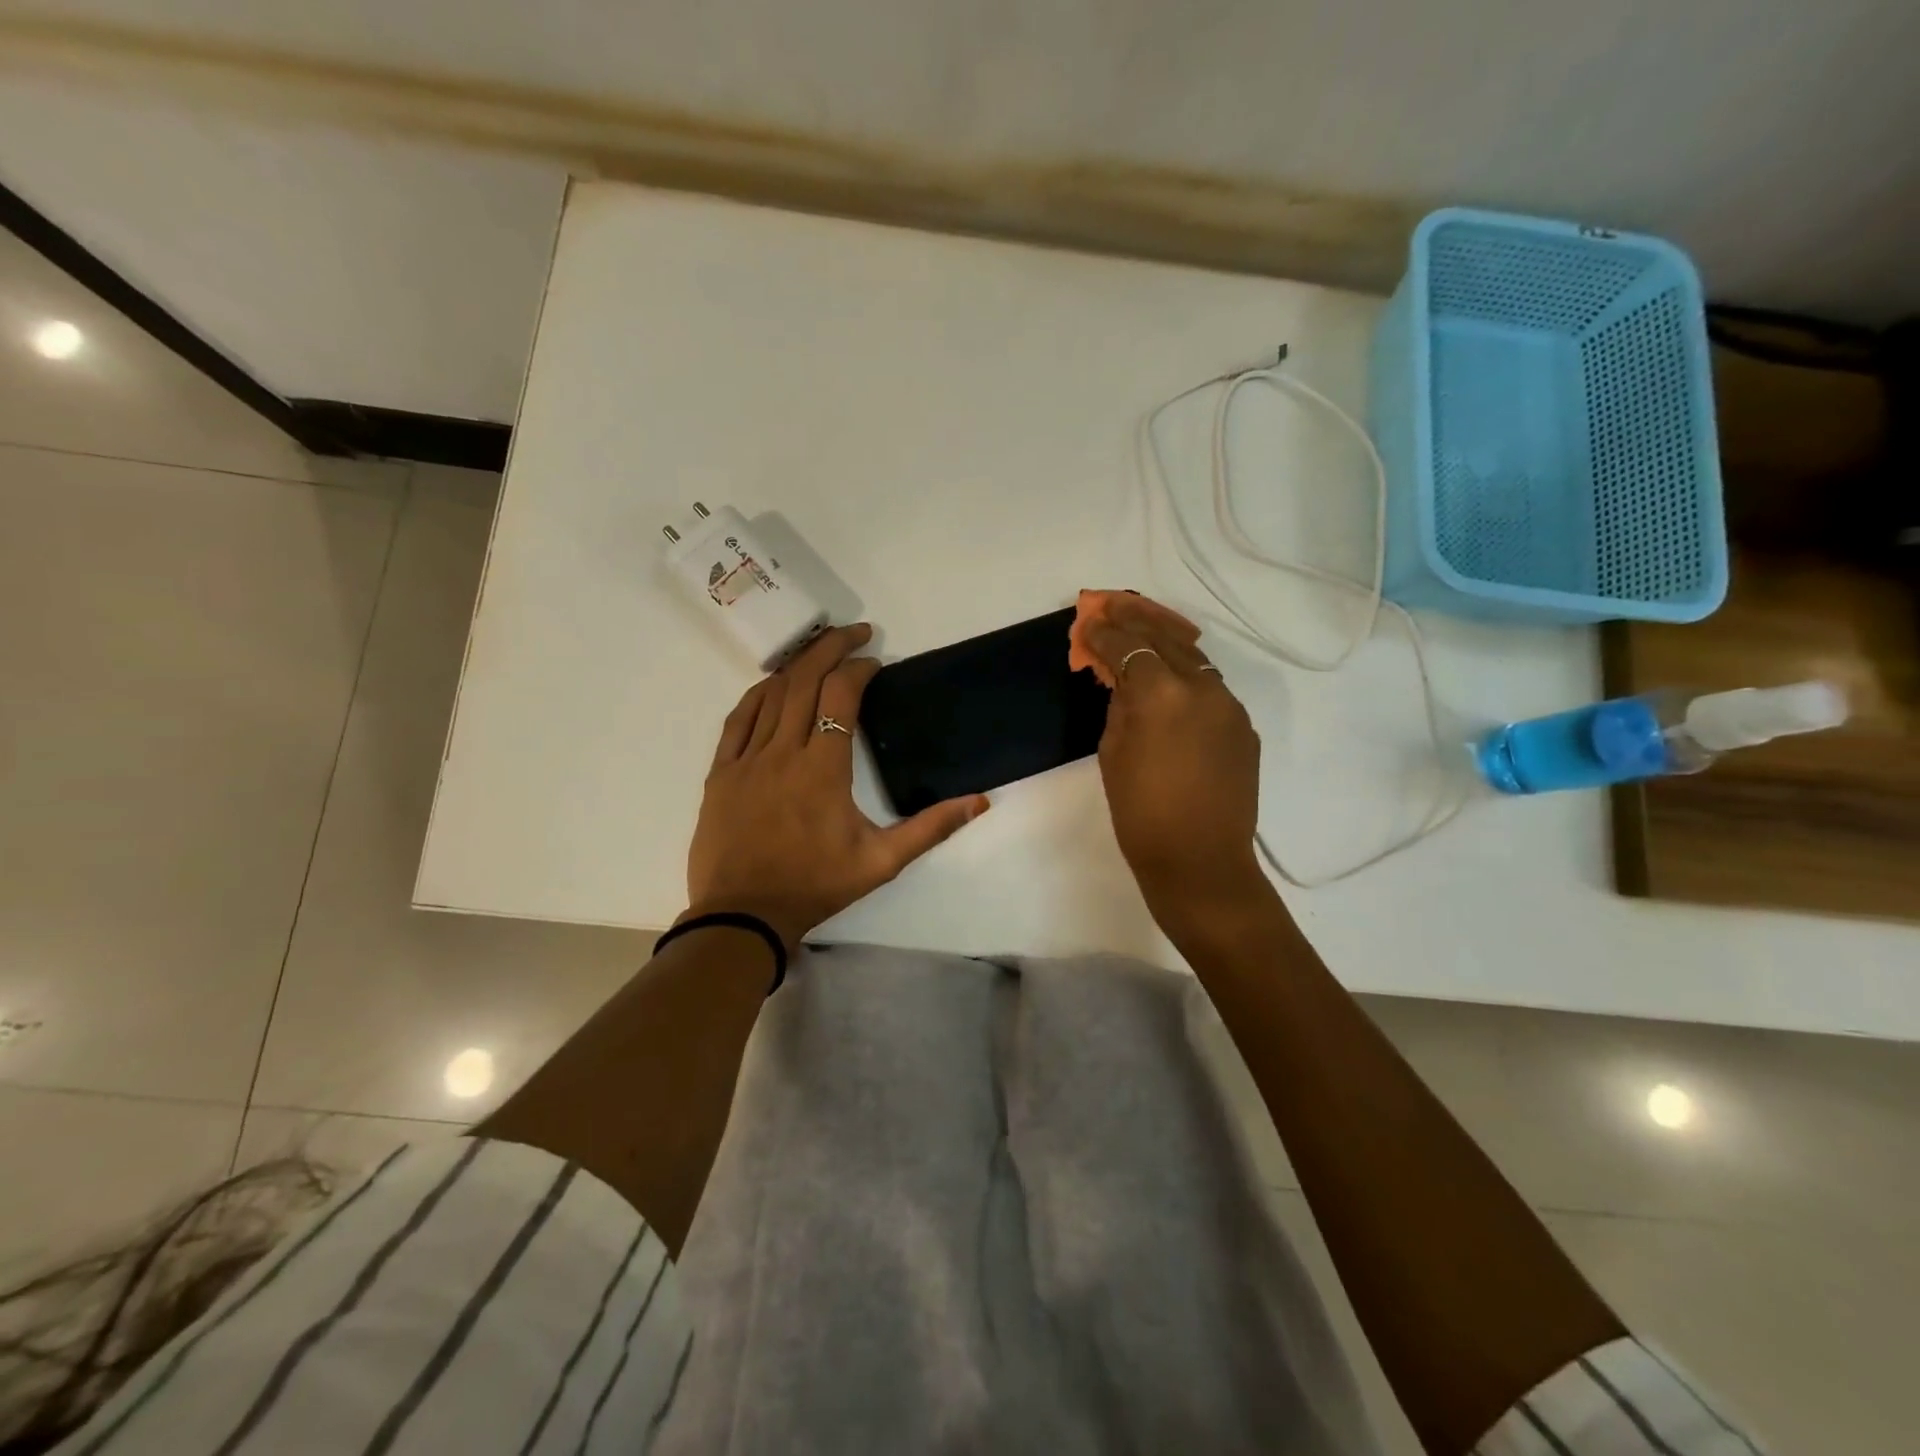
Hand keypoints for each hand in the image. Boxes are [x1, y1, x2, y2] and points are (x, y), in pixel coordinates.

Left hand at [685, 623, 989, 949]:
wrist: (744, 916)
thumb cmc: (816, 886)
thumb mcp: (883, 862)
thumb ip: (931, 827)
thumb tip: (980, 801)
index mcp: (823, 768)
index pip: (842, 696)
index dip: (860, 669)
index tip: (875, 663)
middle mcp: (783, 752)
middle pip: (805, 680)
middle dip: (830, 647)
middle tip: (854, 632)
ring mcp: (746, 760)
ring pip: (771, 694)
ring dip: (798, 665)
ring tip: (819, 650)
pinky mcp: (720, 773)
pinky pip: (737, 720)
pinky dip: (757, 694)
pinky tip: (772, 685)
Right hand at [1080, 594, 1266, 918]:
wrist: (1201, 862)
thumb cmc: (1141, 814)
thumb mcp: (1112, 754)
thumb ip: (1119, 706)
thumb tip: (1124, 681)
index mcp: (1161, 694)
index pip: (1128, 647)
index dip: (1104, 633)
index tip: (1087, 623)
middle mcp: (1202, 687)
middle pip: (1166, 638)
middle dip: (1137, 620)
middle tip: (1113, 606)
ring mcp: (1230, 706)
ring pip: (1195, 660)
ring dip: (1166, 643)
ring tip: (1143, 631)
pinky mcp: (1244, 727)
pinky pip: (1211, 690)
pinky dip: (1187, 678)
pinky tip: (1172, 684)